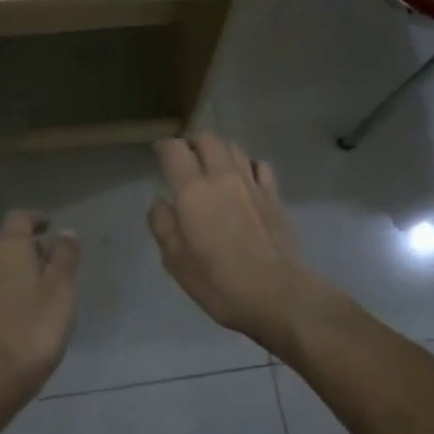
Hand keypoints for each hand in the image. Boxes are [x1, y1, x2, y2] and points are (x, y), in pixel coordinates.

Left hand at [0, 211, 81, 413]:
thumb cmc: (35, 326)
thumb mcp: (62, 287)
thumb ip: (65, 256)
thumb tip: (66, 232)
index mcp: (7, 249)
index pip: (19, 219)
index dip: (36, 219)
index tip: (50, 227)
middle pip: (10, 245)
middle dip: (32, 251)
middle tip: (55, 267)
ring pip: (1, 271)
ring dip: (20, 274)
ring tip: (43, 294)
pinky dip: (10, 294)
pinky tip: (25, 316)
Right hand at [148, 134, 324, 352]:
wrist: (277, 294)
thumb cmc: (218, 282)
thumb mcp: (175, 260)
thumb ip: (161, 224)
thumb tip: (157, 199)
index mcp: (192, 190)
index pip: (174, 149)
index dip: (164, 147)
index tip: (159, 155)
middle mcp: (221, 176)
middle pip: (206, 138)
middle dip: (193, 143)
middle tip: (186, 159)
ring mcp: (251, 182)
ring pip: (233, 147)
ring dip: (219, 151)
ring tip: (214, 166)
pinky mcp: (274, 195)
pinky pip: (259, 165)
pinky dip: (248, 165)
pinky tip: (245, 179)